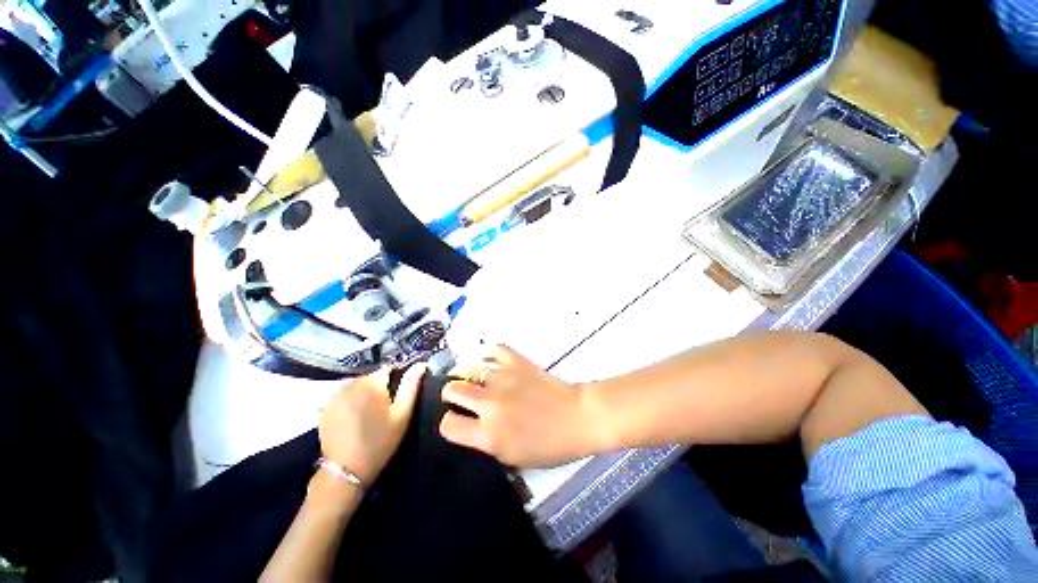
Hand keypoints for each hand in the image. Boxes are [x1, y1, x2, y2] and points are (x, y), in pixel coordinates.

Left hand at [318, 364, 424, 484]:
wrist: (346, 470)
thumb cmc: (380, 440)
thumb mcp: (402, 413)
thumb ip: (411, 385)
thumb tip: (420, 364)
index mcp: (371, 382)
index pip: (388, 369)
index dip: (396, 381)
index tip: (398, 397)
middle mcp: (350, 383)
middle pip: (371, 377)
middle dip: (379, 388)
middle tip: (384, 410)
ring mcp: (334, 396)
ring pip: (357, 387)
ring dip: (364, 395)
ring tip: (369, 416)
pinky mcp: (324, 408)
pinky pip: (344, 397)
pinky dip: (350, 403)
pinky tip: (354, 420)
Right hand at [440, 345, 605, 467]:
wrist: (577, 417)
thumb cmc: (550, 446)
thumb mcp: (513, 458)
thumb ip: (486, 442)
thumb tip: (471, 426)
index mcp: (489, 435)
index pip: (448, 425)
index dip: (449, 423)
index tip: (457, 421)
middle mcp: (490, 404)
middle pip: (452, 389)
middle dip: (451, 394)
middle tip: (461, 396)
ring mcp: (503, 379)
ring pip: (470, 368)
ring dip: (471, 375)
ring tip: (478, 379)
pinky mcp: (517, 362)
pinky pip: (495, 349)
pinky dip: (490, 354)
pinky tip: (491, 360)